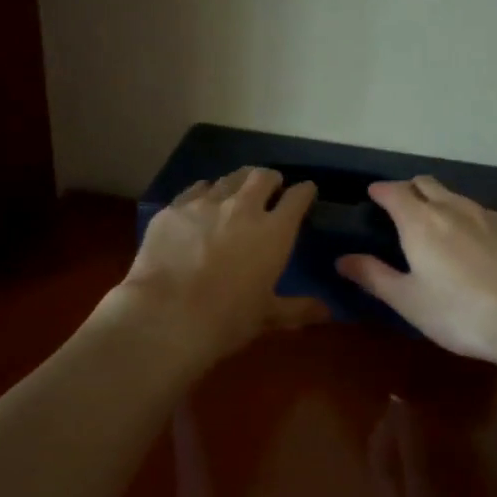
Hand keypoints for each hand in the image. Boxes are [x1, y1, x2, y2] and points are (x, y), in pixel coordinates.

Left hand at [108, 167, 327, 366]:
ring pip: (228, 179)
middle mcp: (243, 208)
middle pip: (262, 177)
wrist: (168, 315)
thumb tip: (328, 311)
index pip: (297, 198)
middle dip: (271, 179)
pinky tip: (201, 202)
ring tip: (238, 190)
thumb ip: (299, 309)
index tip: (306, 191)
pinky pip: (195, 190)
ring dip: (239, 181)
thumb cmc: (227, 319)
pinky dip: (205, 192)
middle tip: (271, 186)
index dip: (304, 192)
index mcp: (274, 232)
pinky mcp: (173, 209)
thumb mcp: (268, 316)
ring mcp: (205, 204)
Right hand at [336, 177, 496, 368]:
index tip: (372, 196)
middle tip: (400, 209)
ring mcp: (488, 215)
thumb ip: (374, 277)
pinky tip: (472, 245)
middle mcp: (453, 208)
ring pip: (455, 196)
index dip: (381, 191)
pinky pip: (479, 212)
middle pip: (426, 184)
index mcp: (420, 222)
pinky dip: (465, 218)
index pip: (394, 192)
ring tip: (434, 226)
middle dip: (409, 190)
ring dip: (438, 202)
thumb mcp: (410, 302)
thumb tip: (342, 259)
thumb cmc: (462, 314)